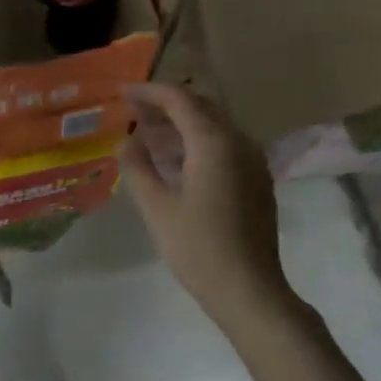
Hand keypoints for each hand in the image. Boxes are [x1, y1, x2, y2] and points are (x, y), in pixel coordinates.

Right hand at [118, 84, 298, 331]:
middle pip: (202, 107)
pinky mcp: (257, 180)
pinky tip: (178, 161)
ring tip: (151, 134)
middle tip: (134, 112)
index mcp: (214, 142)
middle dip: (167, 104)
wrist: (247, 288)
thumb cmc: (197, 246)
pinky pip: (226, 146)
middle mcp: (239, 142)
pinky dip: (199, 142)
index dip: (149, 92)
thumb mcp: (156, 206)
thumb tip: (127, 142)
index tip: (123, 94)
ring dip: (183, 123)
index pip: (180, 100)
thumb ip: (138, 167)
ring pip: (216, 126)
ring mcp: (253, 161)